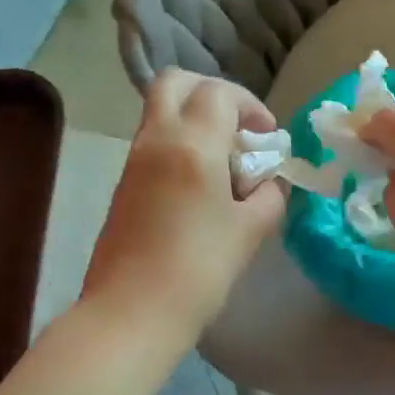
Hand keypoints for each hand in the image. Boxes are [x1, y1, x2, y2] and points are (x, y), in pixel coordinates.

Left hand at [81, 71, 286, 344]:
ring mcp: (134, 160)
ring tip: (225, 161)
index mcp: (193, 145)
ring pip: (161, 110)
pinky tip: (202, 184)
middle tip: (238, 128)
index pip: (220, 93)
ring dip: (195, 118)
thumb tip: (269, 181)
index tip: (268, 138)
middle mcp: (157, 139)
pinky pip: (154, 140)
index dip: (251, 106)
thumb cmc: (199, 270)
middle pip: (176, 83)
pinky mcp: (124, 183)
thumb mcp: (251, 230)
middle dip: (212, 93)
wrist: (132, 312)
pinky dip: (180, 142)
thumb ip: (269, 195)